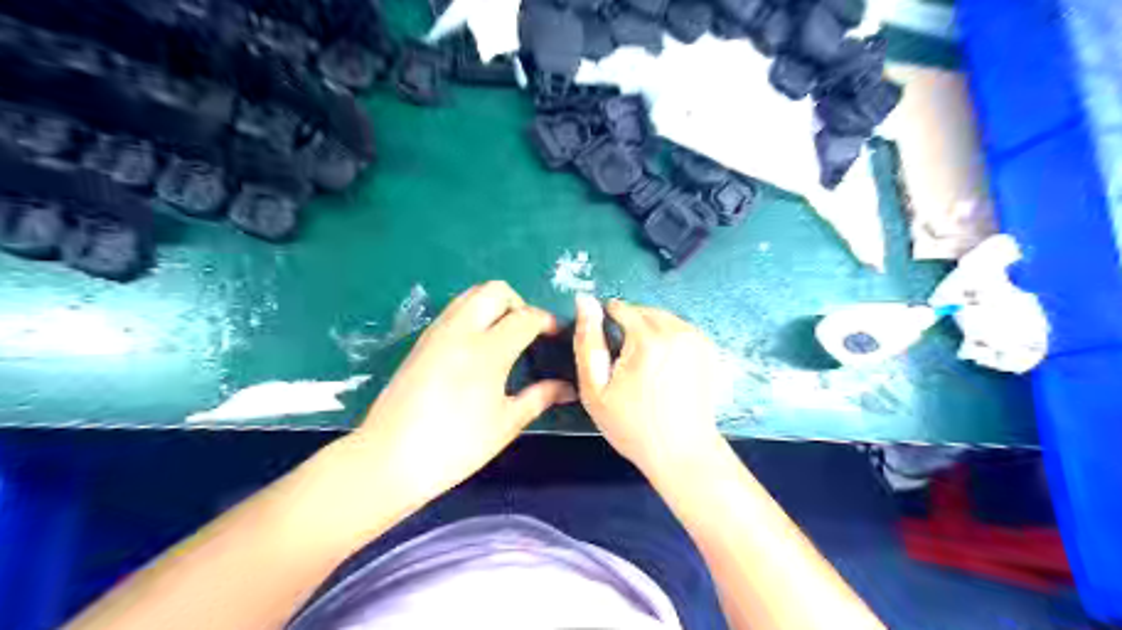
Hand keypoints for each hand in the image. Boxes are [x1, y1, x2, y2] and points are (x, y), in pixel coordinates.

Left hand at [350, 286, 578, 507]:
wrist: (388, 459)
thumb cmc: (455, 446)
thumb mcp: (505, 423)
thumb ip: (539, 397)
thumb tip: (568, 387)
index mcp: (487, 351)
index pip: (526, 317)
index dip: (547, 321)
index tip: (557, 335)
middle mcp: (461, 330)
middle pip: (496, 291)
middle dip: (519, 303)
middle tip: (528, 332)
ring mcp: (437, 332)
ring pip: (471, 295)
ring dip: (494, 305)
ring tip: (505, 336)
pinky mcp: (422, 341)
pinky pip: (454, 310)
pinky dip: (474, 314)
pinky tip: (478, 346)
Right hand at [574, 295, 722, 477]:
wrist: (682, 451)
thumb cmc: (633, 425)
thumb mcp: (595, 389)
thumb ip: (587, 342)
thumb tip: (585, 301)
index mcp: (648, 339)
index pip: (621, 308)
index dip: (608, 323)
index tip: (607, 348)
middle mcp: (676, 331)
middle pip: (644, 311)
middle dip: (630, 325)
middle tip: (624, 360)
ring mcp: (697, 339)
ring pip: (663, 318)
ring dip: (650, 330)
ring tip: (643, 364)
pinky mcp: (709, 348)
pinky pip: (680, 329)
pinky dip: (668, 338)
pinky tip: (664, 365)